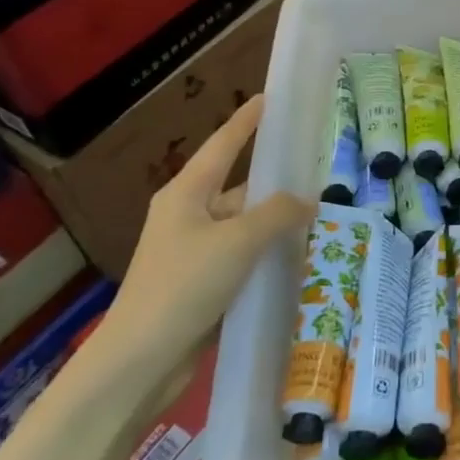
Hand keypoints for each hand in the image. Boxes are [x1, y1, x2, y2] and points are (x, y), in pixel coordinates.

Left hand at [87, 96, 311, 383]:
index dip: (246, 121)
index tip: (267, 98)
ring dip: (274, 224)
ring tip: (319, 218)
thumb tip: (306, 200)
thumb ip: (277, 214)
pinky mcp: (199, 283)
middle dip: (274, 182)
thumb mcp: (237, 241)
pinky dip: (265, 253)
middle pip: (237, 187)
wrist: (140, 360)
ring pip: (243, 225)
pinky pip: (241, 256)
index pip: (223, 145)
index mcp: (186, 193)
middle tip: (316, 171)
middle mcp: (187, 215)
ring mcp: (192, 251)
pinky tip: (297, 257)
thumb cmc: (184, 285)